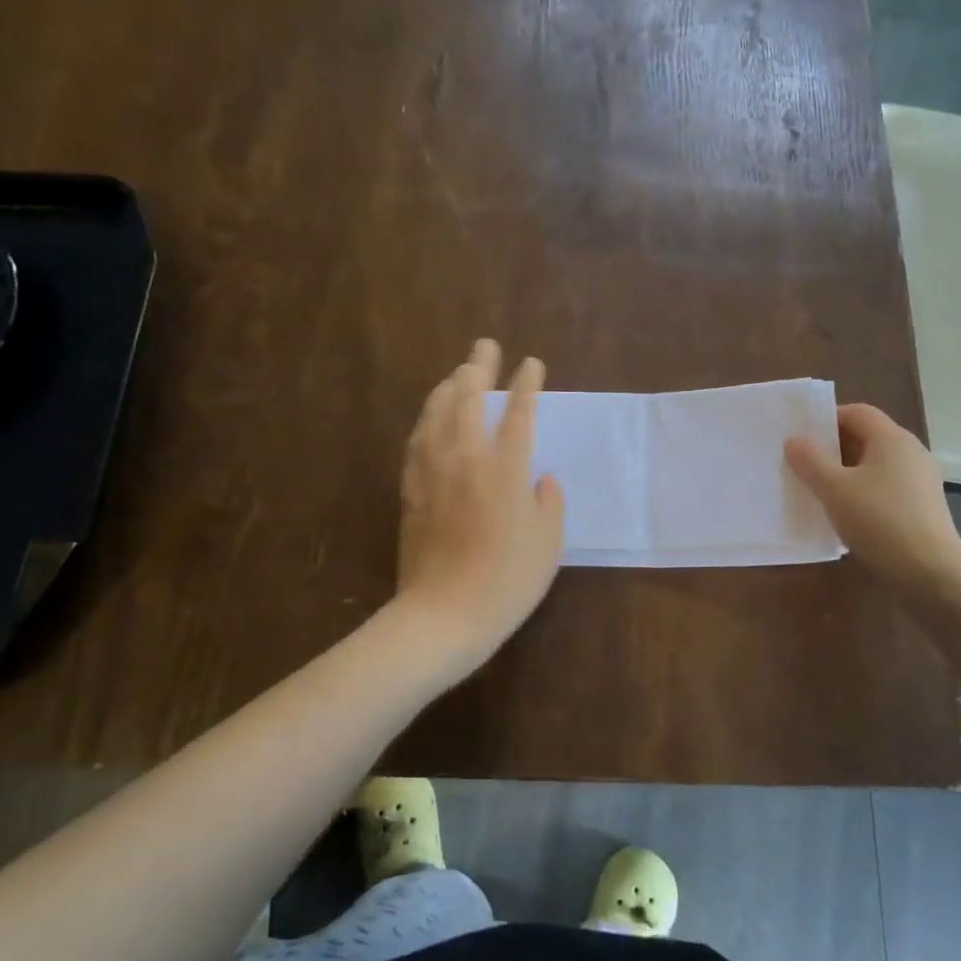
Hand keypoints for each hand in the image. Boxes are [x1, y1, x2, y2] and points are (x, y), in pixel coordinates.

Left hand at [395, 339, 564, 667]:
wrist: (444, 615)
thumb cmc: (507, 582)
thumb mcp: (548, 544)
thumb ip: (549, 503)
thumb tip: (541, 478)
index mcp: (506, 470)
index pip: (518, 413)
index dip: (526, 384)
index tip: (532, 363)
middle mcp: (466, 459)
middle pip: (469, 399)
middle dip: (479, 367)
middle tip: (485, 345)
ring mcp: (432, 472)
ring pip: (436, 413)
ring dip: (448, 386)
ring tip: (458, 372)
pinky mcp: (411, 489)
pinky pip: (417, 440)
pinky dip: (427, 418)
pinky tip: (430, 416)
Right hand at [785, 403, 960, 588]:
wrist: (929, 572)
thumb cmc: (879, 520)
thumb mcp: (834, 489)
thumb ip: (810, 461)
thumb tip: (794, 441)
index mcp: (892, 438)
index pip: (856, 412)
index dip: (827, 419)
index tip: (801, 437)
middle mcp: (910, 452)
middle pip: (866, 438)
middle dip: (832, 448)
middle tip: (801, 463)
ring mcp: (919, 480)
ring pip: (874, 465)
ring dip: (845, 473)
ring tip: (817, 490)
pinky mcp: (921, 506)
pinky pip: (884, 488)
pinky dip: (862, 492)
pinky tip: (844, 514)